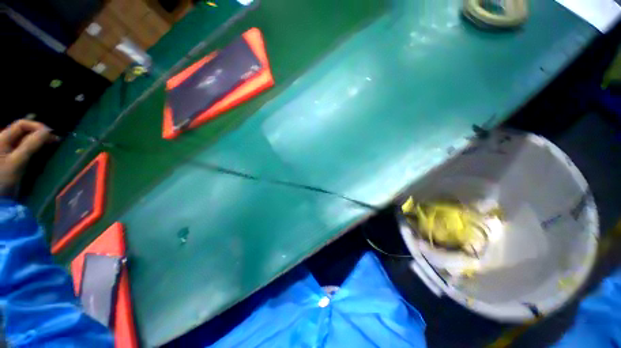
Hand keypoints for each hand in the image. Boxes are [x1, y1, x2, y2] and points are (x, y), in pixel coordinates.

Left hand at [0, 120, 57, 196]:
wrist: (0, 198)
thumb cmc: (3, 179)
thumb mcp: (17, 161)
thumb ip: (31, 145)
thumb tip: (48, 131)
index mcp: (2, 138)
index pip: (21, 124)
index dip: (36, 126)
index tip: (51, 134)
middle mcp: (5, 141)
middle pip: (23, 132)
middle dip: (39, 134)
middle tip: (55, 141)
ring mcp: (8, 152)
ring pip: (25, 141)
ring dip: (38, 142)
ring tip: (51, 146)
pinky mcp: (12, 160)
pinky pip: (25, 150)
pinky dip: (34, 149)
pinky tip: (42, 153)